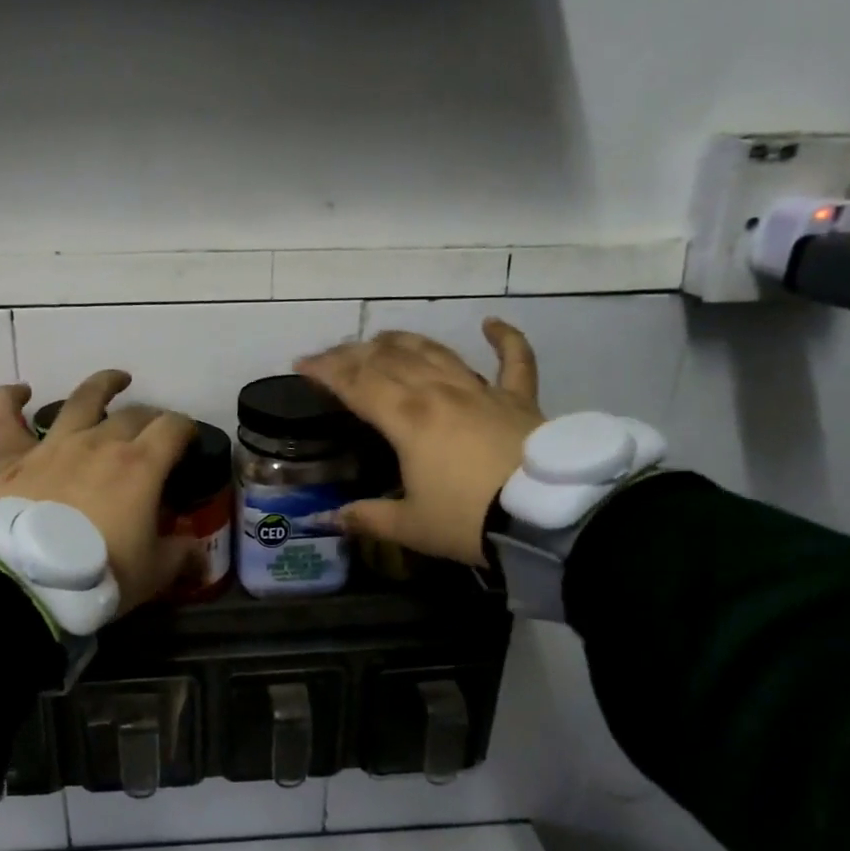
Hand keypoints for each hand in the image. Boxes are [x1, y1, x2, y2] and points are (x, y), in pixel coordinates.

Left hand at [0, 369, 197, 615]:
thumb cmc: (101, 574)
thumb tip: (198, 555)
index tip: (189, 439)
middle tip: (155, 431)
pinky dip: (10, 400)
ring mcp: (55, 446)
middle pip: (133, 415)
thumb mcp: (154, 572)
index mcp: (141, 465)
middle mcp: (100, 443)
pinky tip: (20, 391)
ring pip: (81, 400)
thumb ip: (180, 555)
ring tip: (116, 380)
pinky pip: (6, 420)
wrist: (31, 583)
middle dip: (151, 418)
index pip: (173, 428)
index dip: (186, 428)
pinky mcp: (15, 459)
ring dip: (102, 386)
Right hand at [295, 319, 544, 564]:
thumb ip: (366, 518)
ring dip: (405, 342)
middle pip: (390, 360)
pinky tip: (491, 323)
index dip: (326, 370)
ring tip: (383, 338)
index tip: (302, 364)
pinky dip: (505, 339)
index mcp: (407, 419)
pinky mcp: (518, 400)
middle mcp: (439, 393)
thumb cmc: (469, 521)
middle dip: (356, 353)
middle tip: (334, 355)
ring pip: (436, 352)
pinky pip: (514, 361)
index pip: (356, 383)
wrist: (547, 518)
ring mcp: (481, 391)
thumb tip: (329, 519)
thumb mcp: (410, 527)